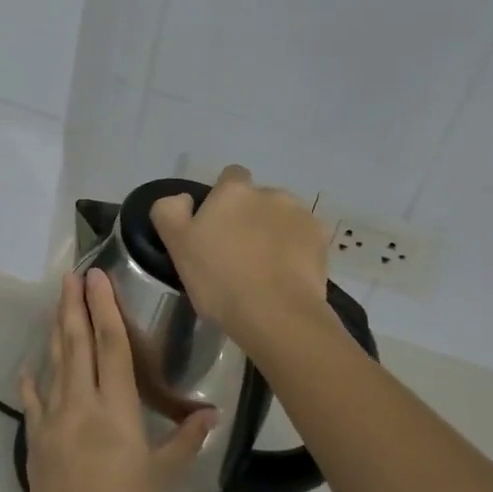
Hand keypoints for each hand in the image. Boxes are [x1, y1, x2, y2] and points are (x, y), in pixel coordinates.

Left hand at [20, 269, 217, 491]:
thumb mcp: (164, 474)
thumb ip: (186, 439)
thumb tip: (212, 414)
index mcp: (116, 409)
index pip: (111, 346)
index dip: (104, 308)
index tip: (96, 278)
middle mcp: (81, 404)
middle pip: (77, 344)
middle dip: (74, 306)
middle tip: (71, 276)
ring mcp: (53, 420)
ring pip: (54, 365)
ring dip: (55, 331)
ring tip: (55, 303)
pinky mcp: (36, 440)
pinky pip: (32, 402)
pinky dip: (30, 381)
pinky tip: (26, 366)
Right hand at [150, 165, 330, 350]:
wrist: (276, 315)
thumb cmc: (220, 280)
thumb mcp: (177, 246)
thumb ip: (170, 211)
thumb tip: (183, 199)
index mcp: (233, 191)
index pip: (230, 177)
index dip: (222, 199)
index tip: (216, 228)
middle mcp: (270, 192)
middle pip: (257, 199)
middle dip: (250, 218)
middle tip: (238, 254)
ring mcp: (300, 214)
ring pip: (282, 217)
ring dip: (274, 232)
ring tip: (266, 268)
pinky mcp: (322, 239)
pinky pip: (304, 238)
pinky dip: (297, 250)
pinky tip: (287, 276)